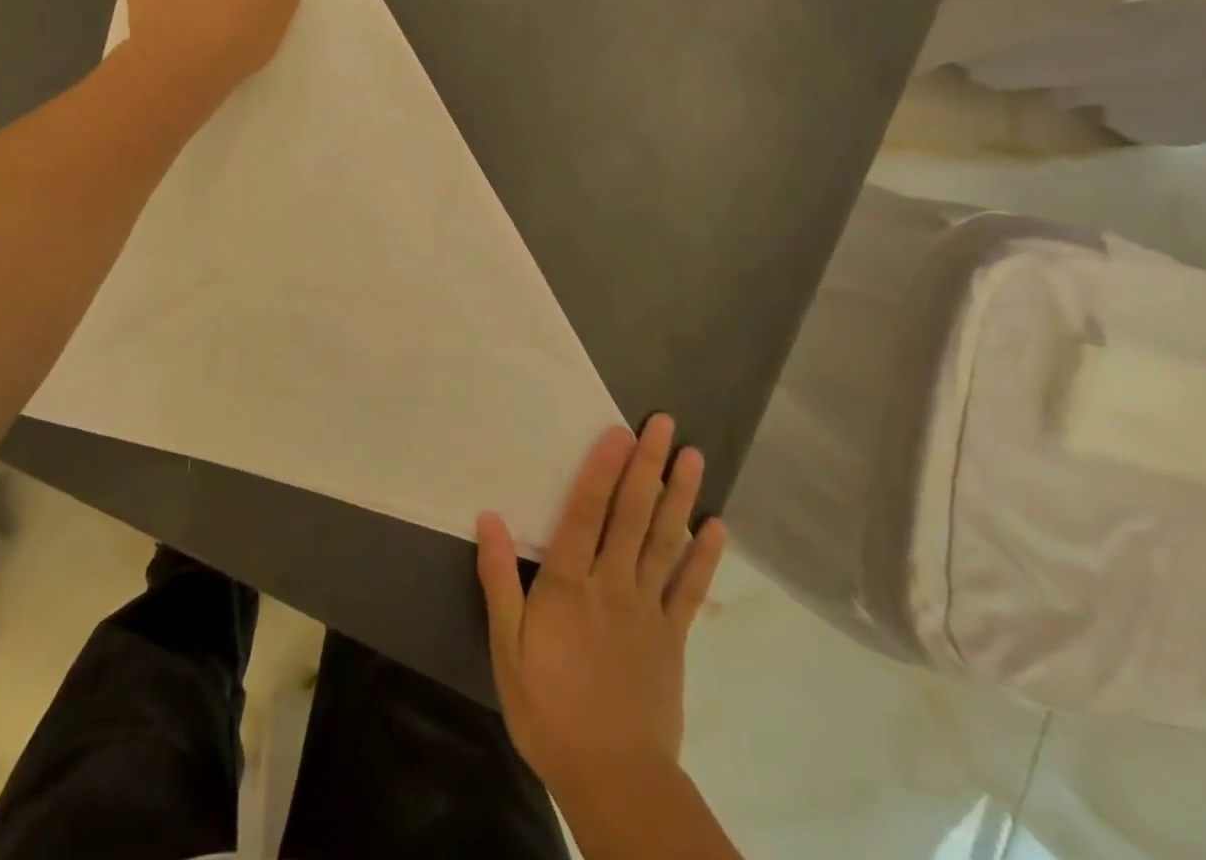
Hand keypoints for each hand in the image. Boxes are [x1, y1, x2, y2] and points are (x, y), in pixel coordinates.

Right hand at [477, 417, 725, 801]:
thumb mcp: (507, 649)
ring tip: (693, 456)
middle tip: (664, 425)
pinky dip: (705, 556)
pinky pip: (691, 589)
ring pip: (664, 541)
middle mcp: (612, 583)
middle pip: (631, 514)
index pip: (586, 512)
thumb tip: (489, 517)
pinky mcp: (674, 638)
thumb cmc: (550, 711)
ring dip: (679, 496)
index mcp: (569, 584)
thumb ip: (499, 581)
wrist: (615, 780)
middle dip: (647, 465)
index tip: (619, 431)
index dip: (602, 469)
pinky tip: (716, 526)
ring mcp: (648, 609)